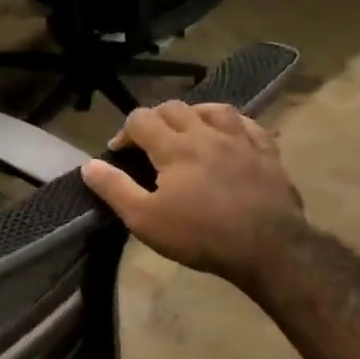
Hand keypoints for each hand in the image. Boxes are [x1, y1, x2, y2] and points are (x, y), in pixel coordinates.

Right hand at [81, 102, 303, 289]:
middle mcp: (206, 134)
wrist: (270, 249)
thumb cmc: (200, 235)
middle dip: (155, 120)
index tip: (119, 153)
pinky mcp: (267, 153)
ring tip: (186, 130)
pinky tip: (227, 134)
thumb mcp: (144, 219)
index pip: (140, 120)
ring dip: (192, 114)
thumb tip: (89, 165)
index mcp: (174, 147)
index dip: (124, 132)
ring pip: (213, 109)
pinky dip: (231, 123)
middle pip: (174, 109)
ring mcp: (241, 140)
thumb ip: (114, 188)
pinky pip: (248, 124)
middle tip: (148, 143)